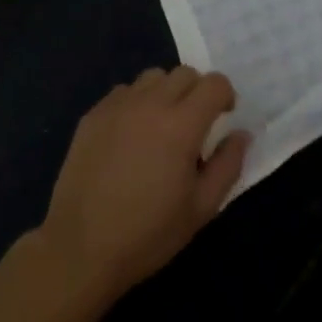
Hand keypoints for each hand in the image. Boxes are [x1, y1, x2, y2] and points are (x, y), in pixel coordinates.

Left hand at [37, 68, 248, 302]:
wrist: (80, 248)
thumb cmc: (148, 233)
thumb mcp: (202, 208)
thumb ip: (228, 165)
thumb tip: (241, 134)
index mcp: (181, 125)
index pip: (214, 83)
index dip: (225, 96)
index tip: (223, 118)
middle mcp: (150, 104)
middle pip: (184, 73)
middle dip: (198, 91)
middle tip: (195, 124)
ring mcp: (117, 106)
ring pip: (152, 77)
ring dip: (166, 92)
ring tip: (161, 126)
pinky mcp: (92, 116)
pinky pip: (123, 92)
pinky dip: (136, 102)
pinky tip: (131, 135)